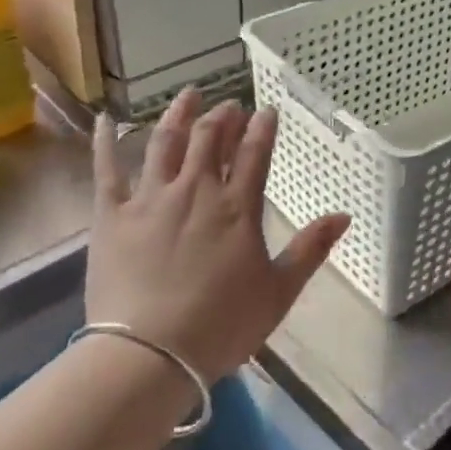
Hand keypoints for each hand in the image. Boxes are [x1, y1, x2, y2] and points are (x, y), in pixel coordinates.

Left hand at [87, 89, 349, 382]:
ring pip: (165, 142)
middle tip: (230, 104)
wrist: (148, 355)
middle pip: (210, 139)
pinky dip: (106, 142)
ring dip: (179, 114)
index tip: (267, 110)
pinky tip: (106, 120)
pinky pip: (107, 170)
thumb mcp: (278, 291)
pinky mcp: (111, 215)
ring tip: (189, 94)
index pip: (254, 153)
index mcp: (237, 207)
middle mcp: (195, 191)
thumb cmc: (220, 325)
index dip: (262, 128)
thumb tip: (344, 215)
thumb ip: (310, 249)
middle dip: (224, 116)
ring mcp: (150, 199)